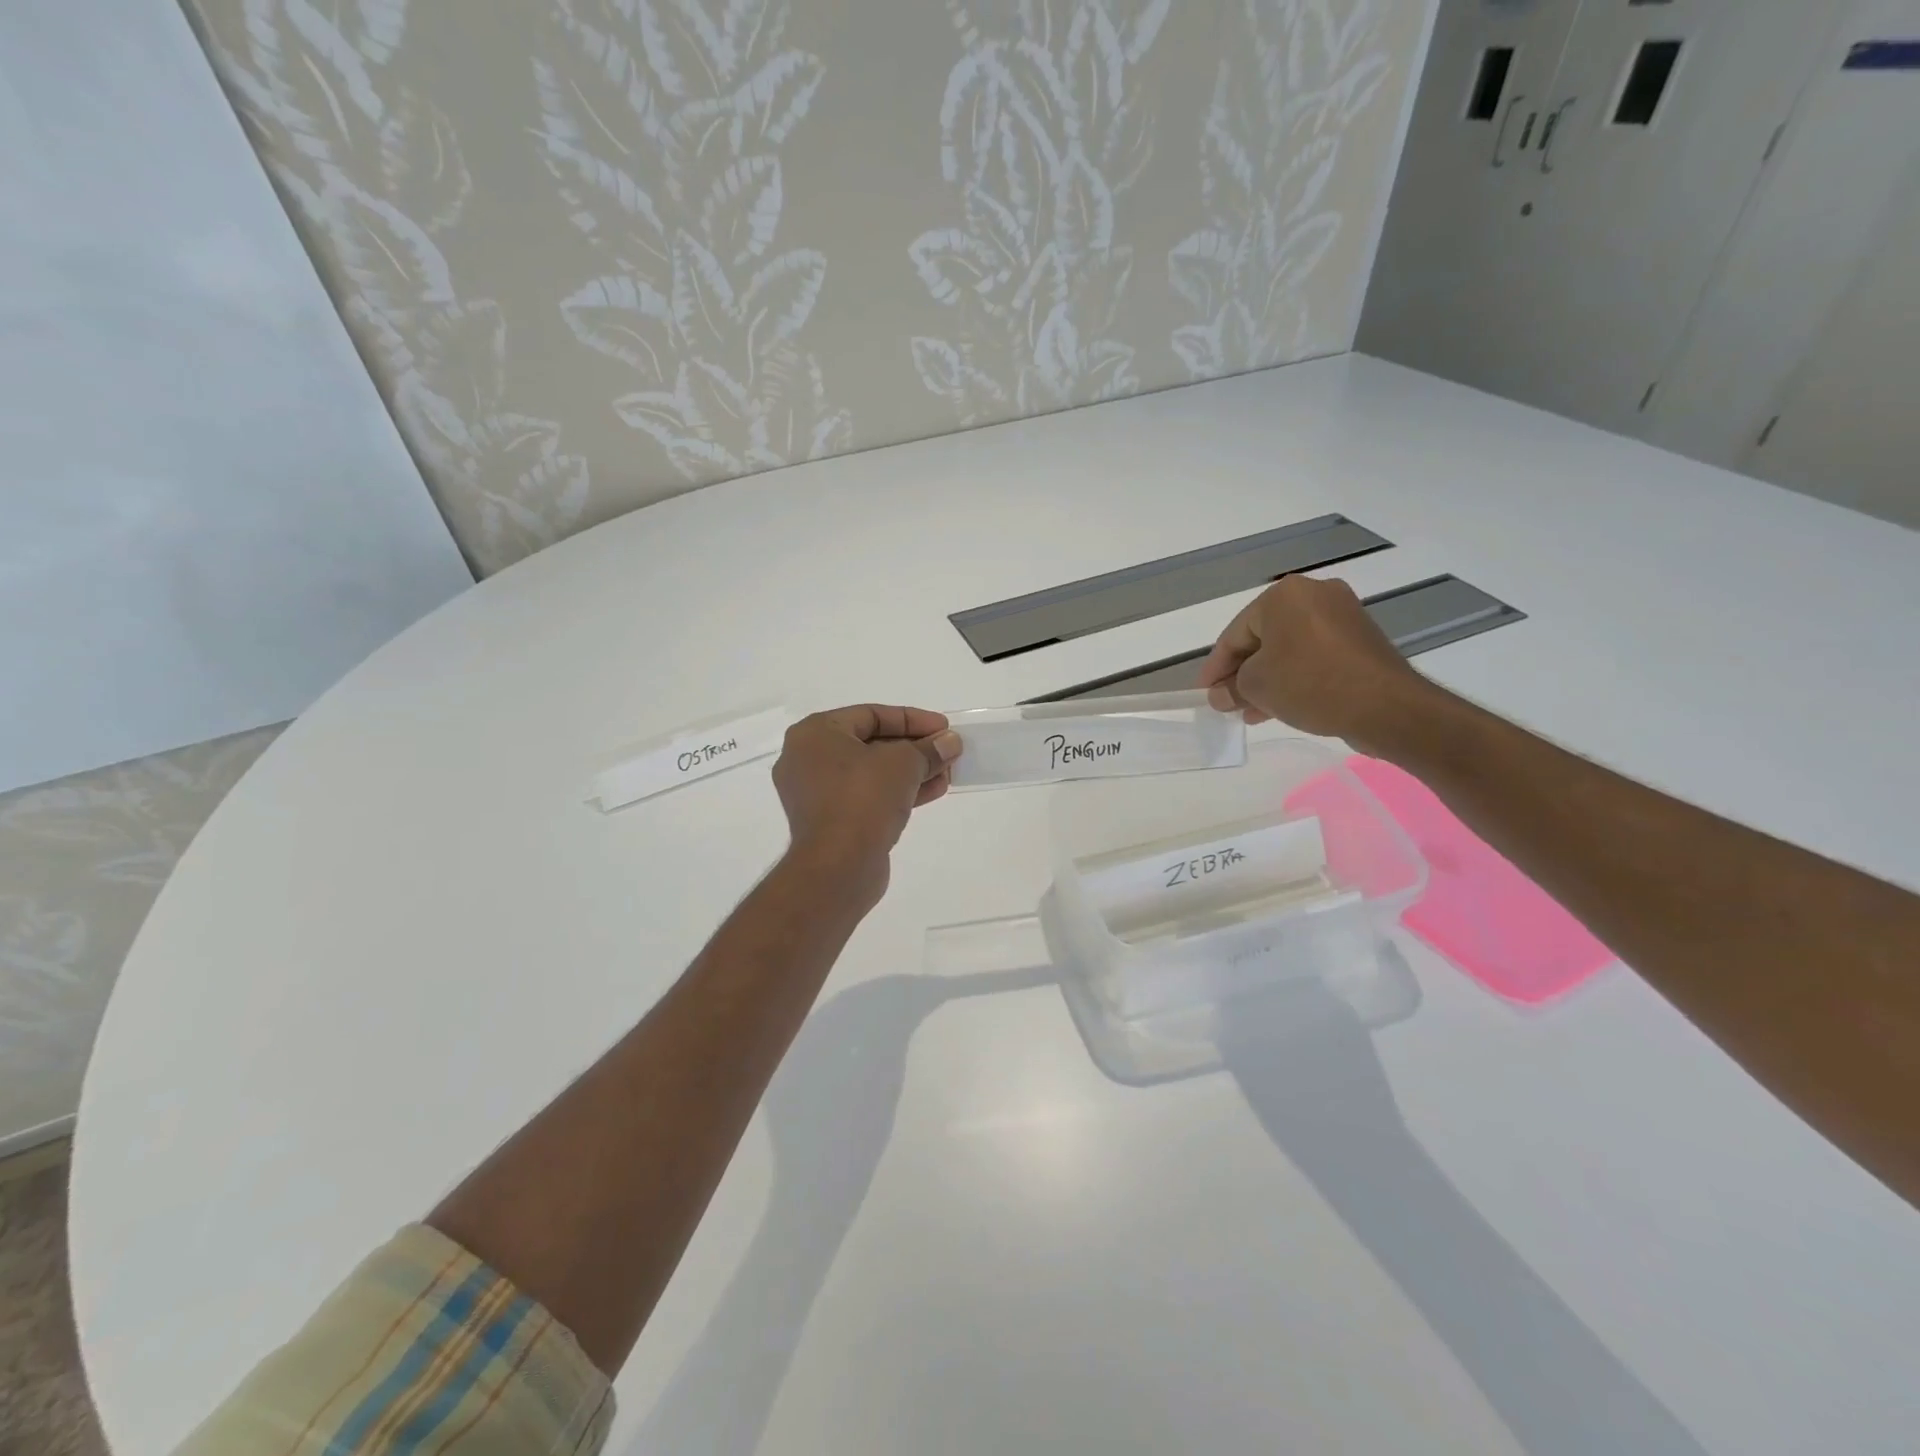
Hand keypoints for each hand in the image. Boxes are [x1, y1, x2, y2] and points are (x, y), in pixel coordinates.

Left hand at [772, 705, 961, 905]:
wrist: (837, 866)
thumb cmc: (863, 798)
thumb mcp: (903, 764)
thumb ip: (928, 749)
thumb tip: (950, 743)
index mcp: (814, 733)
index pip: (871, 715)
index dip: (912, 719)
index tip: (943, 728)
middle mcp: (808, 759)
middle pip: (871, 743)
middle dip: (914, 748)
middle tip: (947, 751)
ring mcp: (815, 793)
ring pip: (871, 773)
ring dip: (910, 772)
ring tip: (947, 773)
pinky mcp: (829, 822)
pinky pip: (866, 797)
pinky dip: (896, 792)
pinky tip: (932, 792)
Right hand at [1196, 575, 1435, 750]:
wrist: (1386, 706)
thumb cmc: (1310, 684)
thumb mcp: (1256, 688)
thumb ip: (1231, 688)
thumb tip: (1220, 696)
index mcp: (1283, 596)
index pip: (1235, 633)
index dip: (1216, 667)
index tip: (1204, 692)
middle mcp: (1314, 594)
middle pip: (1262, 638)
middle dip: (1242, 673)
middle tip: (1227, 702)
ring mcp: (1342, 615)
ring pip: (1288, 649)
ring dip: (1266, 679)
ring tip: (1251, 711)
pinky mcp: (1360, 639)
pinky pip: (1313, 655)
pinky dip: (1293, 676)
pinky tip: (1279, 705)